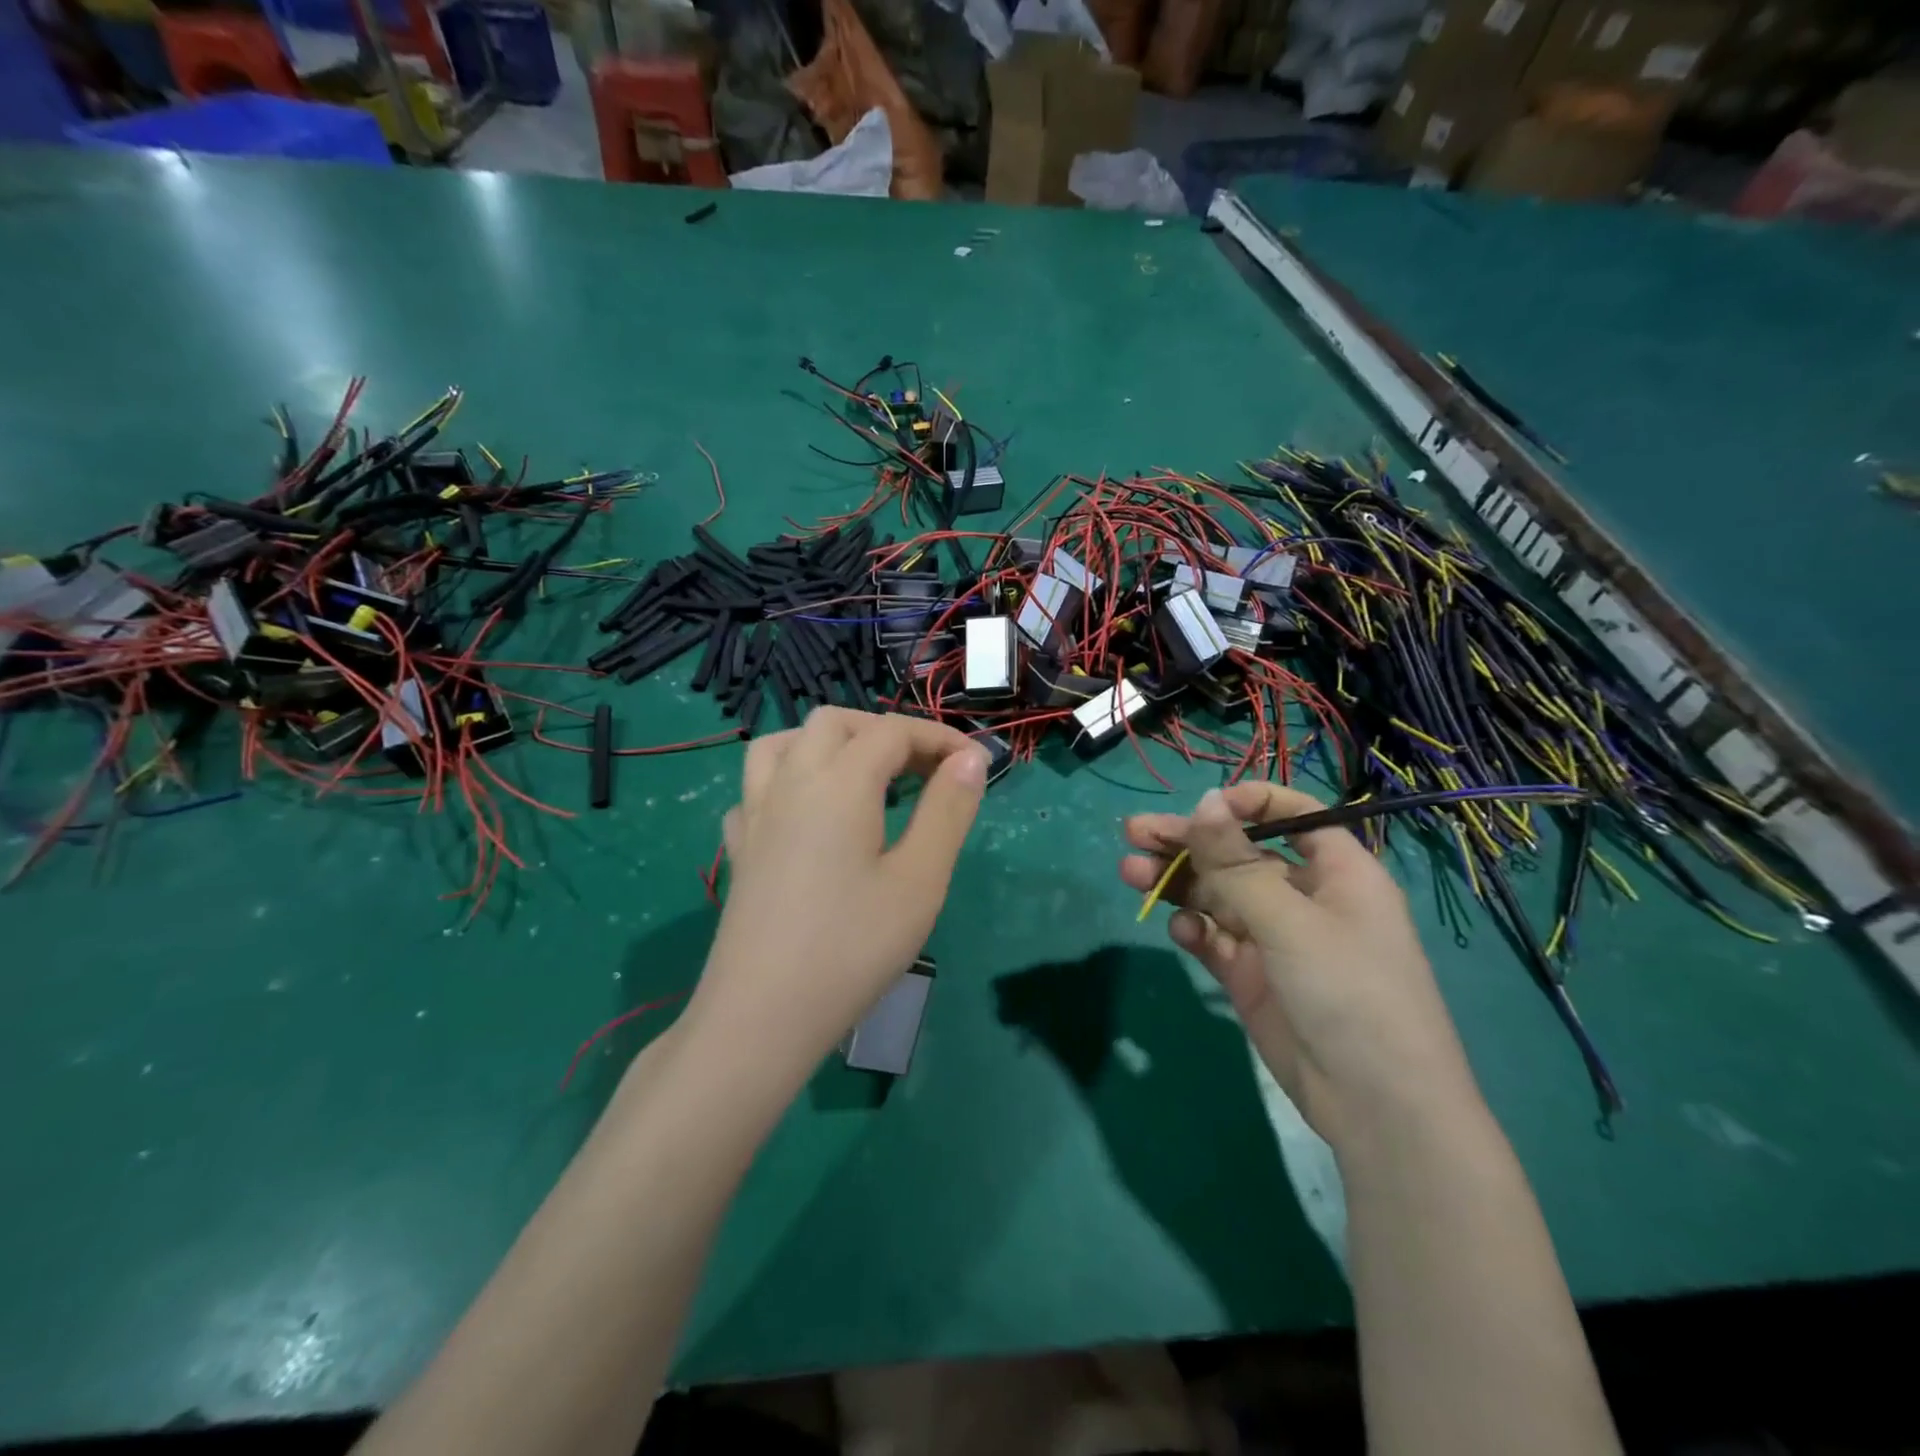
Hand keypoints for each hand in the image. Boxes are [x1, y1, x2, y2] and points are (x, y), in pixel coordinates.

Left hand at [692, 708, 988, 1074]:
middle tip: (924, 771)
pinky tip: (806, 818)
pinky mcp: (738, 849)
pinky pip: (757, 790)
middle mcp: (790, 782)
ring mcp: (755, 814)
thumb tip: (970, 760)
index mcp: (839, 782)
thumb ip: (948, 810)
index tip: (977, 764)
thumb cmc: (852, 947)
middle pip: (835, 723)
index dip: (940, 738)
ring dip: (828, 744)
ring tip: (862, 776)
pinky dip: (788, 783)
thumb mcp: (920, 880)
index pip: (893, 732)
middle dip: (885, 732)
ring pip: (784, 743)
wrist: (762, 1016)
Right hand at [1120, 783, 1477, 1147]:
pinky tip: (1180, 931)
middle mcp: (1302, 896)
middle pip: (1237, 854)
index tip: (1200, 810)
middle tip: (1133, 833)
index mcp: (1335, 871)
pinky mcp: (1250, 974)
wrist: (1376, 1108)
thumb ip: (1237, 864)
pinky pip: (1214, 937)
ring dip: (1176, 882)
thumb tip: (1204, 800)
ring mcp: (1274, 937)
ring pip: (1216, 894)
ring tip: (1130, 873)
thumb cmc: (1350, 992)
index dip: (1245, 805)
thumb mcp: (1291, 921)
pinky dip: (1193, 928)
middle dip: (1187, 842)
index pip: (1290, 815)